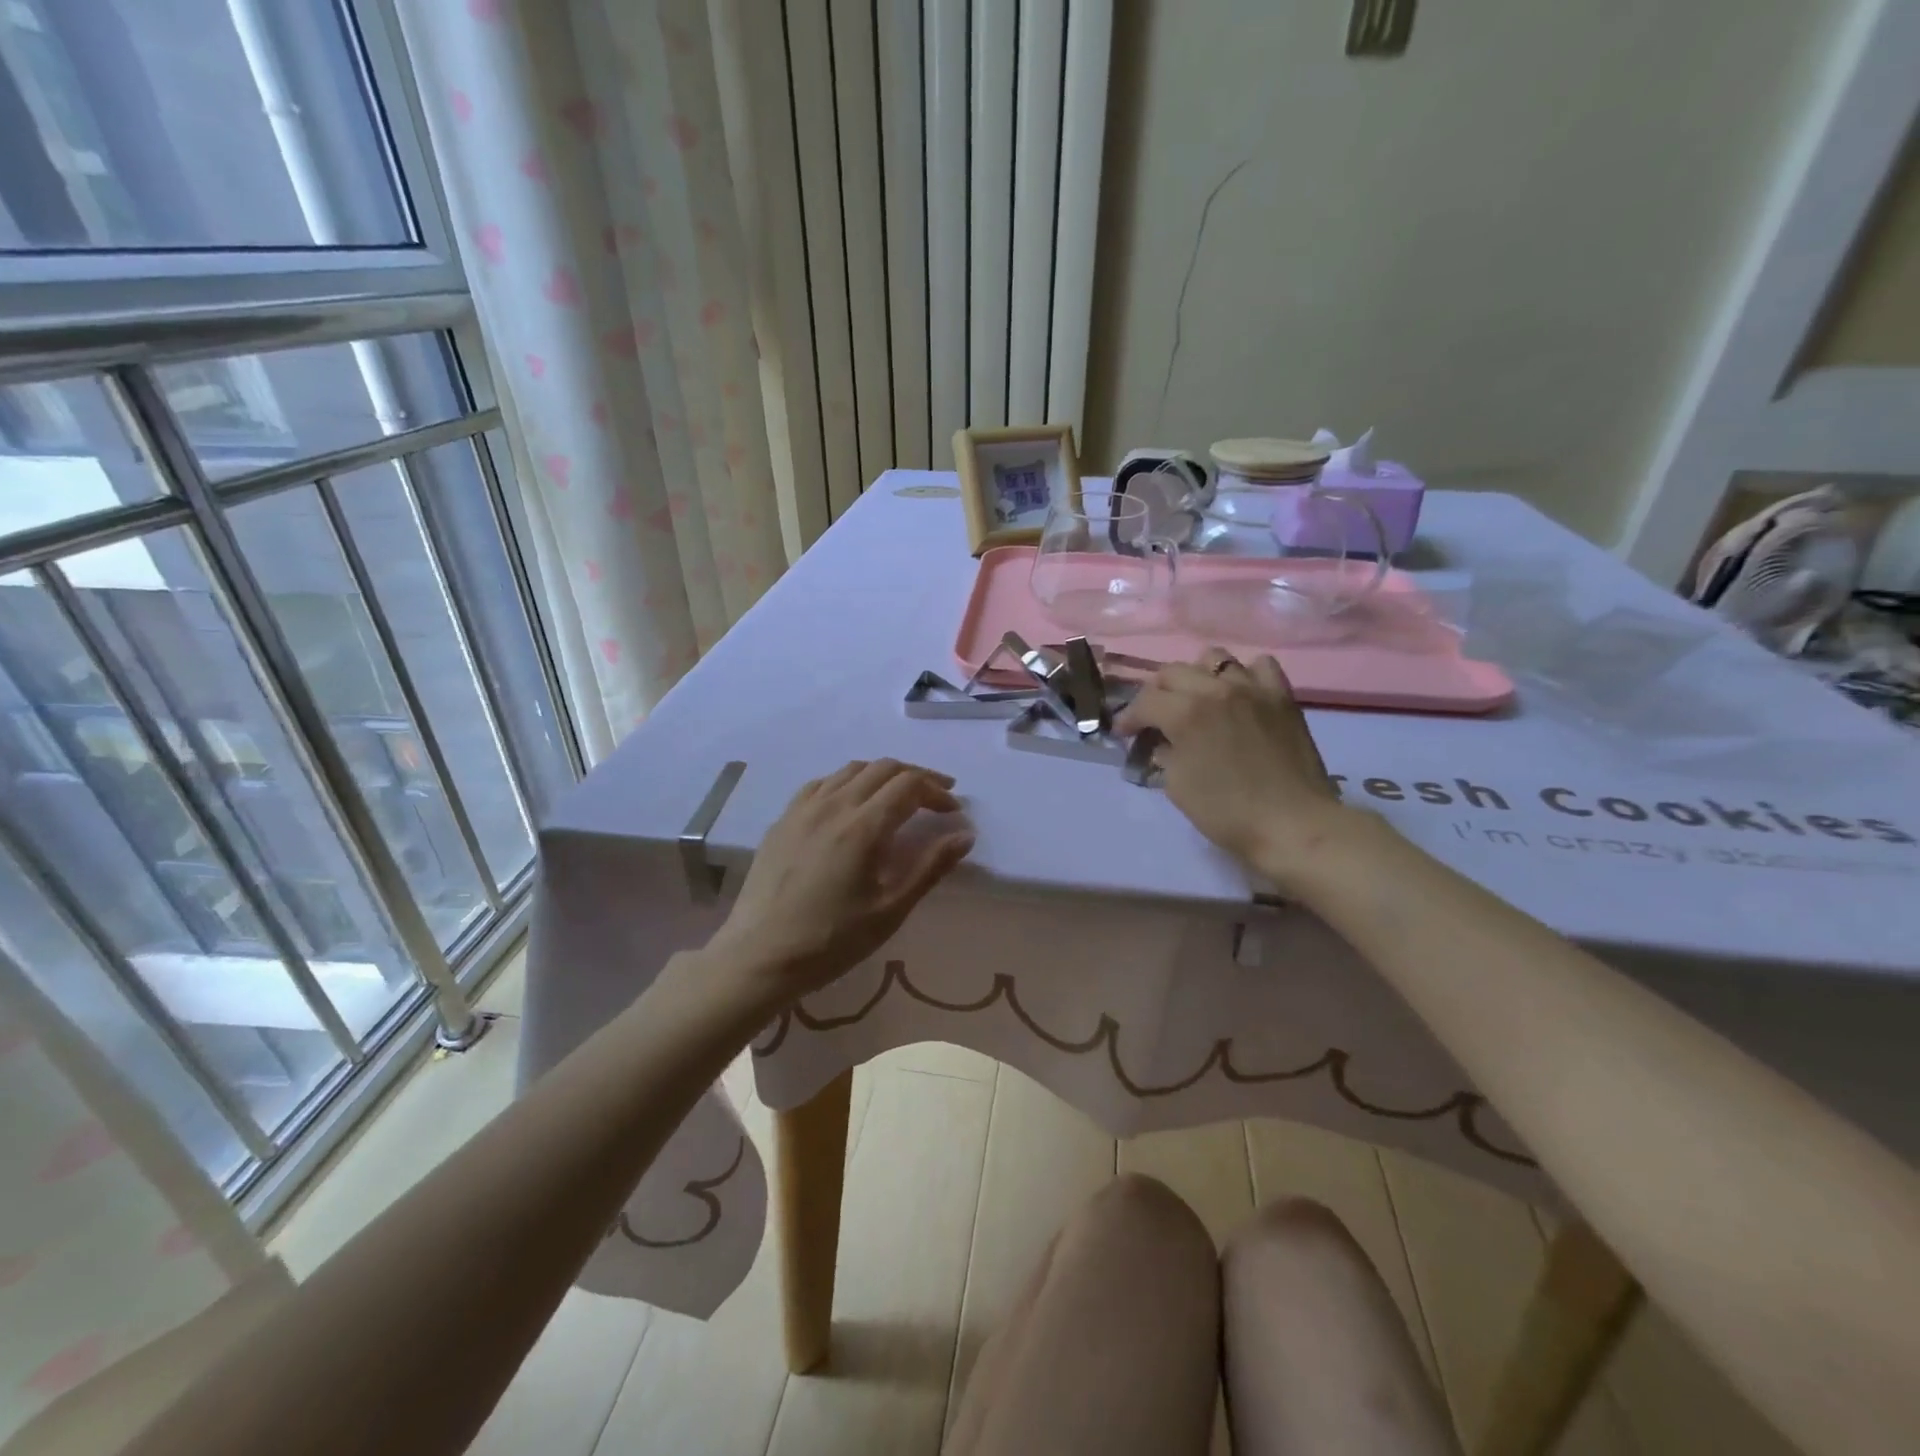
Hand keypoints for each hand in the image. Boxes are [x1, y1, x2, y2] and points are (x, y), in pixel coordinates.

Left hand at [708, 759, 974, 1000]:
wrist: (759, 956)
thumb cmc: (831, 941)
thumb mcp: (890, 911)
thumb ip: (929, 867)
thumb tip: (965, 834)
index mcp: (862, 827)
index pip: (908, 785)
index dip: (936, 791)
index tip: (952, 811)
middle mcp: (833, 805)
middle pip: (883, 768)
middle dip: (916, 776)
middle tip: (936, 796)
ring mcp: (803, 809)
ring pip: (851, 770)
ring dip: (882, 775)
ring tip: (898, 797)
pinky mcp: (783, 819)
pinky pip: (822, 783)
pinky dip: (848, 783)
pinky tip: (851, 804)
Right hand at [1114, 649, 1352, 888]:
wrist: (1293, 824)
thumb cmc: (1227, 813)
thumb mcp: (1178, 787)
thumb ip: (1164, 755)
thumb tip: (1161, 743)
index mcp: (1185, 713)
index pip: (1144, 701)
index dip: (1128, 718)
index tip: (1123, 734)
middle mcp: (1216, 690)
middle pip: (1173, 672)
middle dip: (1155, 694)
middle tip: (1154, 717)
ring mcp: (1253, 688)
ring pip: (1214, 659)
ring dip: (1197, 676)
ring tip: (1197, 698)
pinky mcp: (1282, 696)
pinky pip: (1260, 666)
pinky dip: (1244, 675)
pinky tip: (1239, 694)